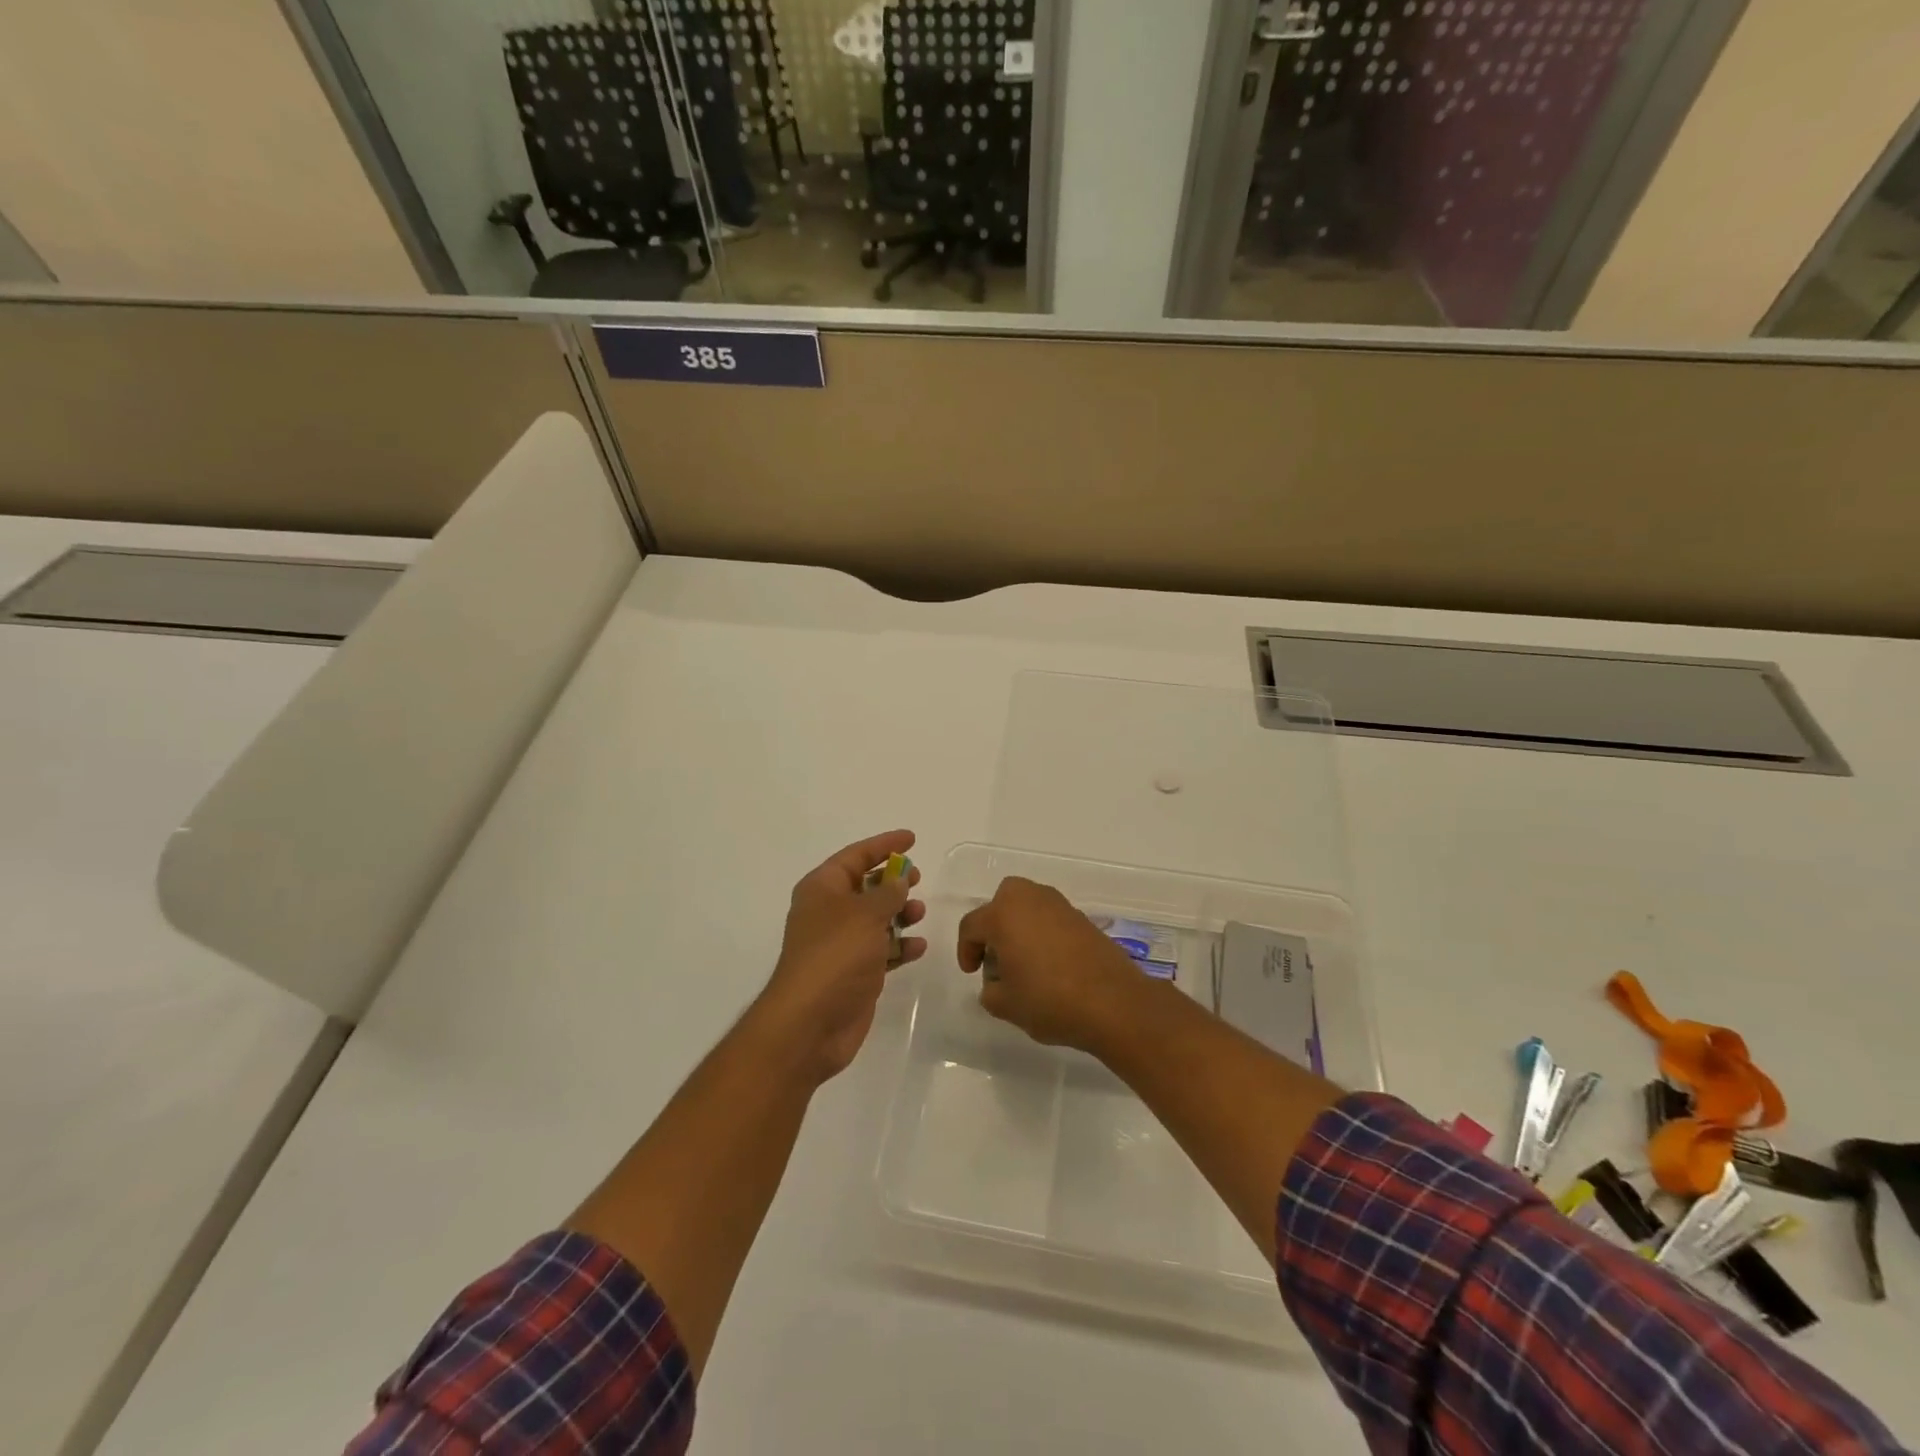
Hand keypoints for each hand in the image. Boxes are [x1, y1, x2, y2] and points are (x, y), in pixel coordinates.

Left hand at [750, 830, 926, 1084]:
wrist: (810, 1023)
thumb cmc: (835, 956)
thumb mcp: (865, 914)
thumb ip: (888, 893)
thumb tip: (899, 881)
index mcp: (822, 889)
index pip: (855, 856)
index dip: (883, 844)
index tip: (911, 838)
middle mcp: (828, 912)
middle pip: (865, 886)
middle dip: (892, 881)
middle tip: (917, 878)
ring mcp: (840, 944)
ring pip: (875, 919)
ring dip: (899, 913)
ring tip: (919, 913)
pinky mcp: (854, 973)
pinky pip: (882, 950)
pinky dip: (899, 946)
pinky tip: (917, 947)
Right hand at [956, 876, 1146, 1053]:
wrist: (1113, 1003)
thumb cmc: (1050, 1001)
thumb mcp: (1006, 1005)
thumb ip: (990, 991)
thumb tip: (995, 983)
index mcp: (1003, 916)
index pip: (972, 926)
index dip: (966, 950)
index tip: (972, 973)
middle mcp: (1030, 900)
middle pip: (1002, 900)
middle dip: (994, 924)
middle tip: (996, 955)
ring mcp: (1060, 906)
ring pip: (1029, 904)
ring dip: (1020, 925)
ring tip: (1024, 960)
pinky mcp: (1083, 918)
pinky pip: (1051, 917)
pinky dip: (1044, 932)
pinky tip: (1050, 962)